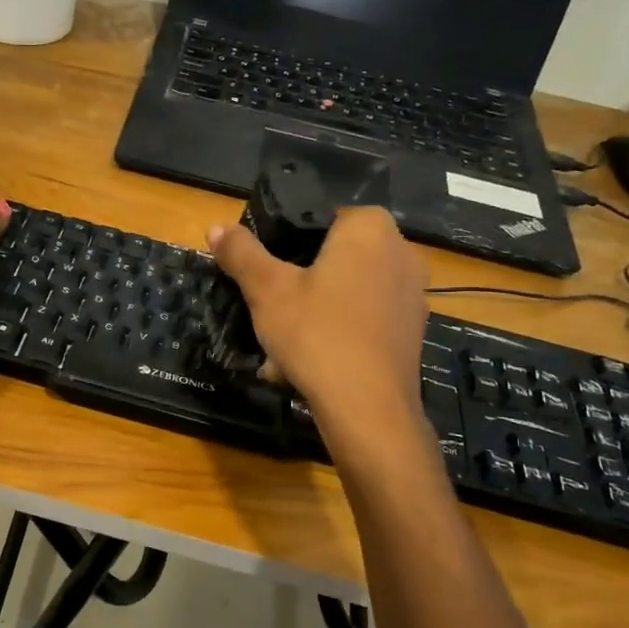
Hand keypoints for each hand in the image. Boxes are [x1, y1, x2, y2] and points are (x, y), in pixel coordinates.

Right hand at [208, 207, 429, 426]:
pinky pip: (362, 321)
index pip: (317, 219)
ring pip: (344, 293)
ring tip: (278, 349)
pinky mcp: (411, 330)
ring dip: (311, 314)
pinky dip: (335, 335)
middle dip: (297, 286)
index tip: (262, 273)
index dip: (283, 243)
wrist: (368, 408)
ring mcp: (411, 293)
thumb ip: (242, 254)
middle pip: (331, 258)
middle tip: (267, 312)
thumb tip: (217, 227)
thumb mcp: (266, 290)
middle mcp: (400, 251)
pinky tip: (306, 366)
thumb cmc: (317, 334)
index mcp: (369, 228)